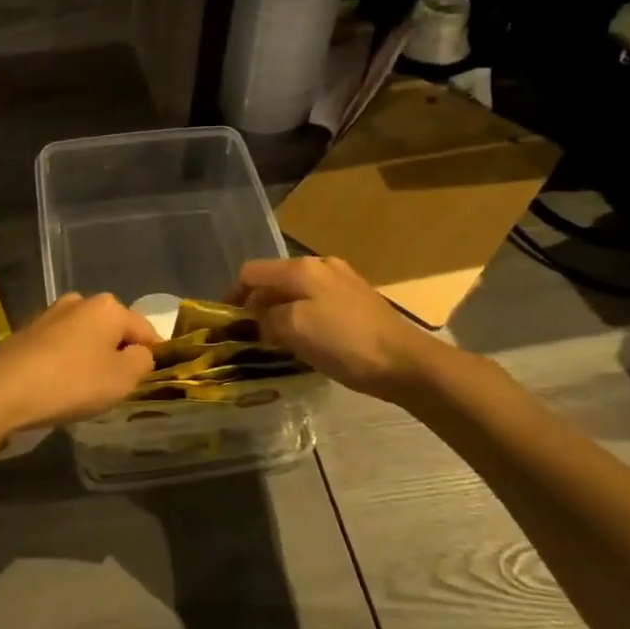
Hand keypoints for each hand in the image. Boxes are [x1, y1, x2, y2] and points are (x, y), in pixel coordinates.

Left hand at [0, 293, 157, 441]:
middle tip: (115, 389)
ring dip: (91, 358)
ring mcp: (51, 313)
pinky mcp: (28, 330)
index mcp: (109, 307)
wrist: (1, 389)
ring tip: (84, 390)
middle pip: (113, 331)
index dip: (152, 357)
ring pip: (86, 337)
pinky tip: (58, 385)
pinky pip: (61, 346)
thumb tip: (140, 353)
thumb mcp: (122, 379)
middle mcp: (80, 301)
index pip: (146, 331)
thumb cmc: (71, 382)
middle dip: (118, 355)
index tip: (146, 382)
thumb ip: (143, 362)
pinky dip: (66, 362)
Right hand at [230, 256, 440, 401]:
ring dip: (279, 313)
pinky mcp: (357, 300)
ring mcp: (342, 281)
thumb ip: (266, 320)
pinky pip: (316, 303)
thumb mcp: (294, 330)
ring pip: (296, 293)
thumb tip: (258, 321)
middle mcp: (320, 265)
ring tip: (274, 341)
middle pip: (274, 280)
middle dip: (256, 305)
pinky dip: (302, 318)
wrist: (405, 363)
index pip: (251, 272)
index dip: (232, 295)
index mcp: (301, 268)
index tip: (224, 322)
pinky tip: (305, 341)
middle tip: (248, 336)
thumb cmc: (344, 343)